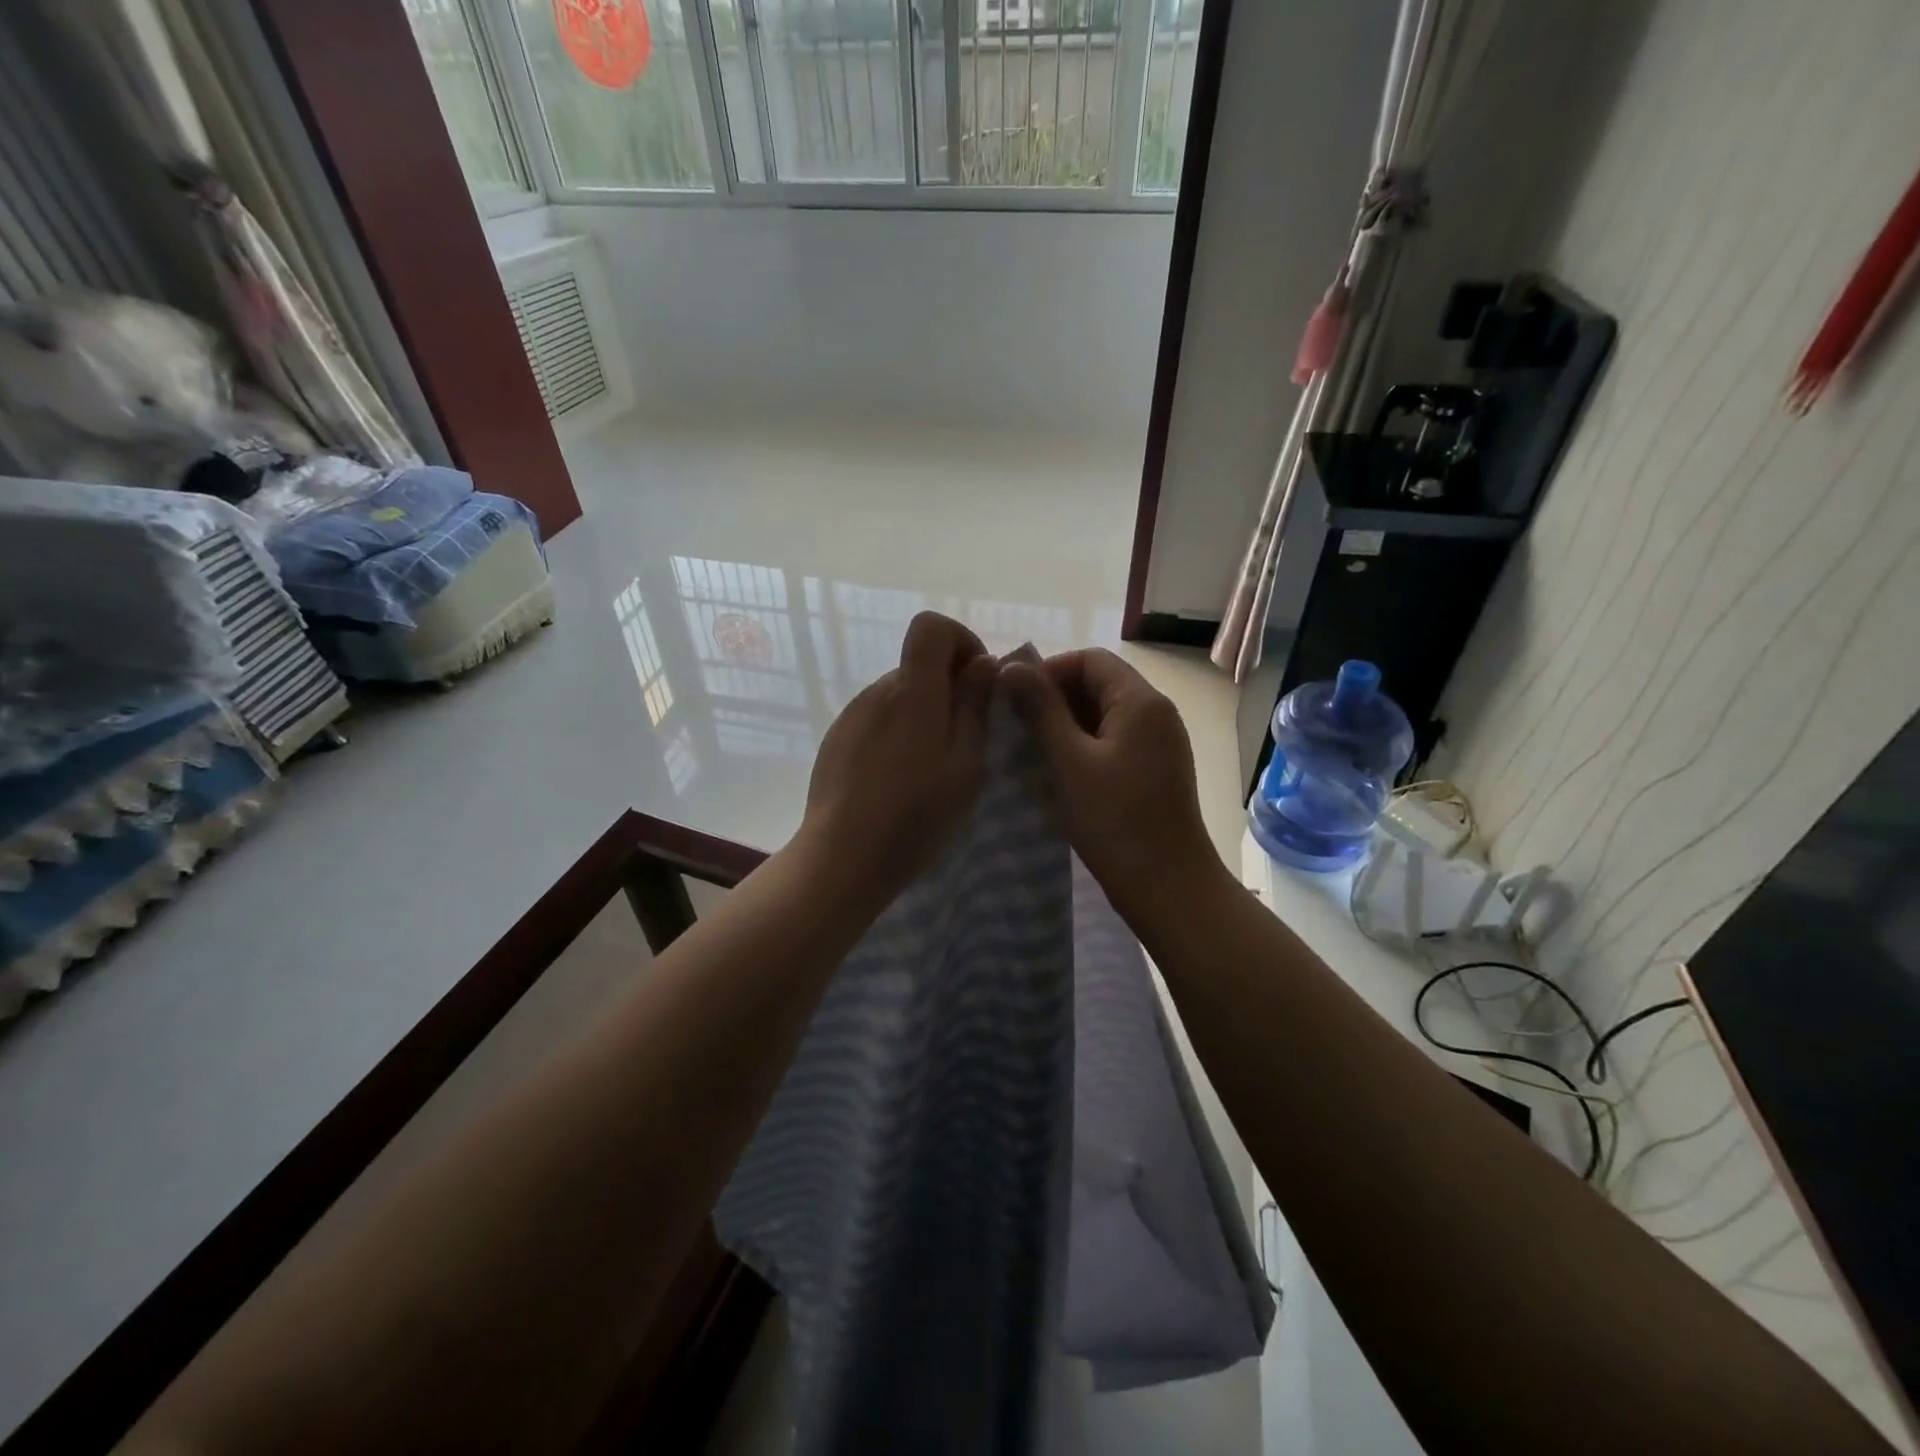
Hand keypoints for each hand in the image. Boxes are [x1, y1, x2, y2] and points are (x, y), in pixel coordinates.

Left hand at [798, 611, 996, 899]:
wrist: (844, 855)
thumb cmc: (916, 813)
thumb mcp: (966, 763)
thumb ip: (975, 707)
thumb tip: (982, 663)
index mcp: (914, 690)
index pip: (931, 626)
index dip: (960, 641)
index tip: (978, 682)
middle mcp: (878, 691)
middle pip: (918, 665)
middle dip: (948, 688)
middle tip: (965, 739)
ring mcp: (852, 714)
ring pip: (899, 695)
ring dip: (923, 714)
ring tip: (931, 768)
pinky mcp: (837, 739)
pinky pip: (877, 719)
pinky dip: (897, 734)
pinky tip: (898, 779)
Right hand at [1002, 649, 1219, 915]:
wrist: (1169, 887)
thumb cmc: (1116, 822)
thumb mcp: (1070, 762)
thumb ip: (1041, 710)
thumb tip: (1009, 666)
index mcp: (1141, 702)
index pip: (1090, 659)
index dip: (1049, 672)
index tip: (1015, 702)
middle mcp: (1157, 713)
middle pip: (1099, 683)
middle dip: (1056, 699)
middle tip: (1018, 729)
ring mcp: (1160, 742)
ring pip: (1105, 714)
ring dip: (1067, 724)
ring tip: (1033, 751)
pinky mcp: (1156, 769)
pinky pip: (1115, 740)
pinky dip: (1085, 746)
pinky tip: (1061, 772)